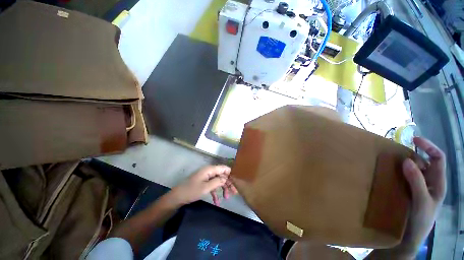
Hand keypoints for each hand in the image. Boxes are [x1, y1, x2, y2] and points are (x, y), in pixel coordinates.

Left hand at [169, 165, 237, 206]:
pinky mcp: (204, 182)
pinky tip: (217, 202)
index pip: (224, 168)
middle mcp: (209, 171)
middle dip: (228, 183)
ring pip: (218, 180)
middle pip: (222, 175)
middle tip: (234, 193)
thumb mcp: (206, 187)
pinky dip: (215, 193)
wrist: (177, 197)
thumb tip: (227, 178)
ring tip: (227, 198)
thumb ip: (217, 182)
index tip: (236, 182)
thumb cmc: (191, 191)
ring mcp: (206, 177)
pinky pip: (212, 186)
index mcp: (210, 170)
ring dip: (223, 189)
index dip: (230, 174)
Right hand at [397, 137, 446, 256]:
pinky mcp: (409, 191)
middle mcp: (430, 182)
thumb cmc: (420, 221)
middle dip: (414, 153)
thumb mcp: (421, 202)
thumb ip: (417, 181)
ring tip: (392, 160)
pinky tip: (390, 172)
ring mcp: (419, 187)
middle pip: (426, 162)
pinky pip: (405, 176)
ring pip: (415, 169)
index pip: (438, 158)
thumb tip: (407, 160)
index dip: (429, 146)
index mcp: (438, 183)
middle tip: (398, 152)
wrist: (409, 238)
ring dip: (405, 162)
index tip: (414, 139)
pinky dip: (398, 171)